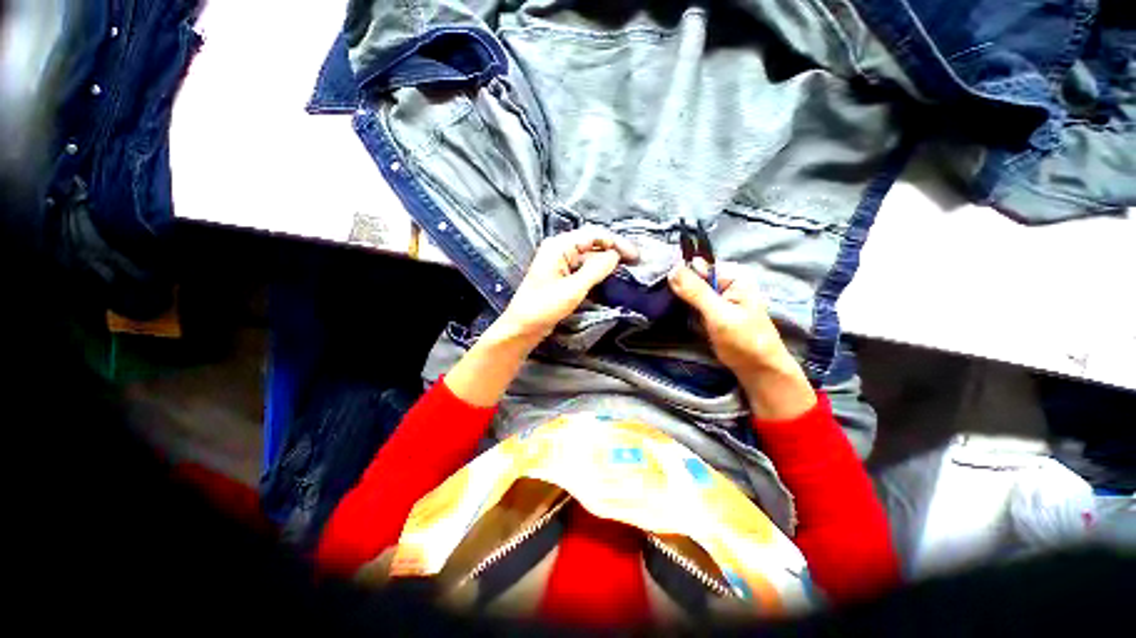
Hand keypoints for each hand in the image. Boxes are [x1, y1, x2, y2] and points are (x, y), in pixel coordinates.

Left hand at [445, 227, 636, 407]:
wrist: (523, 327)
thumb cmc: (544, 307)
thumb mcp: (573, 288)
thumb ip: (596, 269)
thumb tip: (615, 255)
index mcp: (559, 246)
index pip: (594, 235)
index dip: (616, 243)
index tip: (635, 256)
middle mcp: (559, 249)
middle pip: (592, 243)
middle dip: (614, 250)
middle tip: (635, 262)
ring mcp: (560, 263)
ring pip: (589, 256)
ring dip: (607, 261)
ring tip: (627, 268)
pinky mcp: (562, 276)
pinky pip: (584, 268)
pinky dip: (597, 271)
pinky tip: (609, 276)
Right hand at [668, 258, 815, 419]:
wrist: (757, 369)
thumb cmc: (744, 340)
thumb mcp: (718, 314)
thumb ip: (695, 291)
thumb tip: (672, 270)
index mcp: (733, 275)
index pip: (698, 265)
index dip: (678, 272)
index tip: (659, 282)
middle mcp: (724, 282)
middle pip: (692, 277)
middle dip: (676, 285)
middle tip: (656, 294)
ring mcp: (716, 297)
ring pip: (689, 290)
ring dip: (676, 297)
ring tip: (659, 301)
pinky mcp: (710, 310)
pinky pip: (690, 302)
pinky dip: (680, 305)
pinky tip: (668, 308)